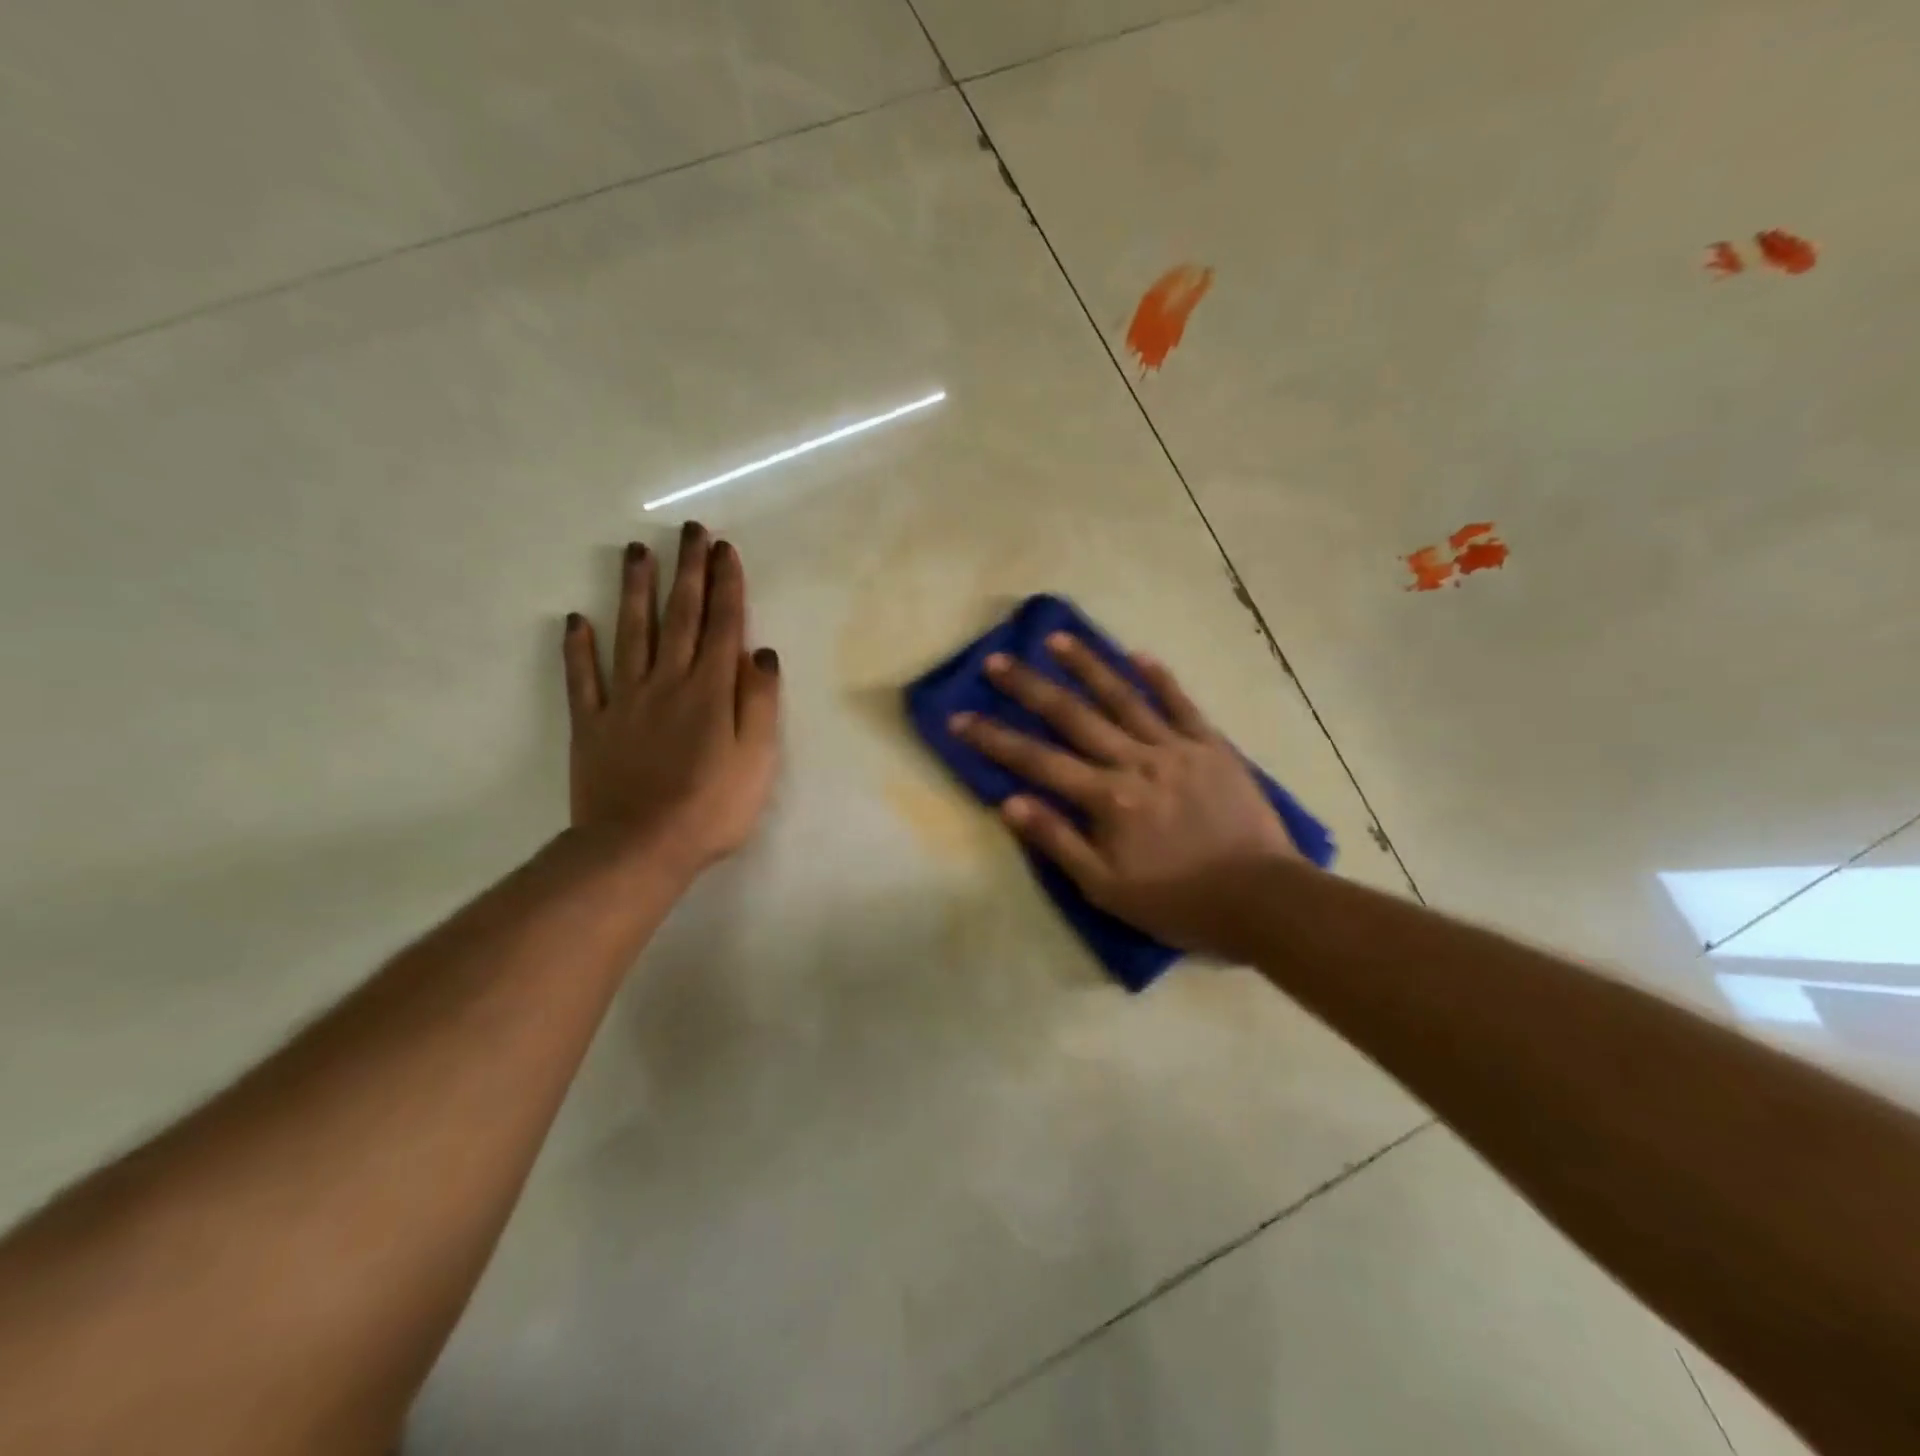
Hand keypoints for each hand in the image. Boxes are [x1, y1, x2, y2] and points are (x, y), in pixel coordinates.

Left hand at [561, 522, 780, 883]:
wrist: (640, 848)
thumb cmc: (712, 807)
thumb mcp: (758, 759)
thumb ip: (760, 702)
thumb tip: (762, 653)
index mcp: (710, 691)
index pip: (722, 626)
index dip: (726, 586)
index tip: (725, 550)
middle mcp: (668, 682)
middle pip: (680, 617)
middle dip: (687, 571)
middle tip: (689, 531)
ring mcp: (624, 701)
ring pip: (631, 633)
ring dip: (634, 590)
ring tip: (636, 552)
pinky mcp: (591, 724)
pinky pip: (582, 679)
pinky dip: (579, 648)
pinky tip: (576, 620)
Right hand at [950, 635, 1302, 957]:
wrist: (1262, 899)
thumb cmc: (1178, 901)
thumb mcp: (1107, 888)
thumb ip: (1058, 841)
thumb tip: (1009, 803)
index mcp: (1108, 799)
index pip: (1037, 761)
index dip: (994, 739)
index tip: (960, 718)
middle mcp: (1136, 762)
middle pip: (1073, 717)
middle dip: (1030, 687)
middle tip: (998, 660)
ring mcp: (1177, 749)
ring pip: (1124, 698)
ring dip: (1088, 665)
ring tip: (1058, 638)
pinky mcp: (1212, 746)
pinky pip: (1182, 705)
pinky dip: (1160, 679)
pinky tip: (1139, 655)